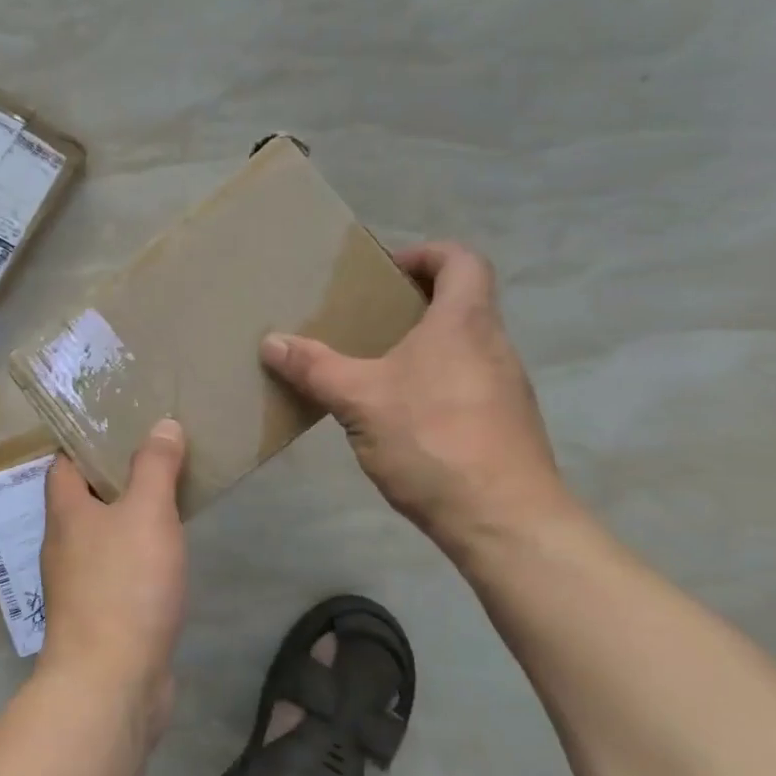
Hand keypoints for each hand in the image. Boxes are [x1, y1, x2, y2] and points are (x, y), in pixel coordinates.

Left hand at [37, 419, 188, 731]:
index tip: (122, 425)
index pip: (64, 463)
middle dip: (116, 477)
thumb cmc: (124, 585)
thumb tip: (162, 424)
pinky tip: (167, 555)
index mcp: (65, 512)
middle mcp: (64, 544)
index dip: (88, 441)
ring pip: (104, 536)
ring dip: (130, 518)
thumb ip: (155, 467)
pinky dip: (139, 556)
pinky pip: (119, 571)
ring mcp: (79, 583)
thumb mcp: (147, 513)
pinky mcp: (101, 615)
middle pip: (84, 499)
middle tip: (157, 456)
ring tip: (168, 497)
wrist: (112, 682)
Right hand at [261, 241, 569, 553]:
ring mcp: (503, 388)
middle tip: (364, 320)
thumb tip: (270, 341)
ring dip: (420, 347)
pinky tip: (396, 416)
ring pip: (461, 347)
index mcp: (464, 322)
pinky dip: (431, 383)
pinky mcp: (502, 425)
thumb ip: (314, 367)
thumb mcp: (359, 399)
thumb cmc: (432, 439)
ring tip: (371, 368)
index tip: (386, 272)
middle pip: (460, 303)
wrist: (504, 521)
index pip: (461, 261)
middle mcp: (492, 346)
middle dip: (412, 304)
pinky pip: (463, 384)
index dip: (426, 254)